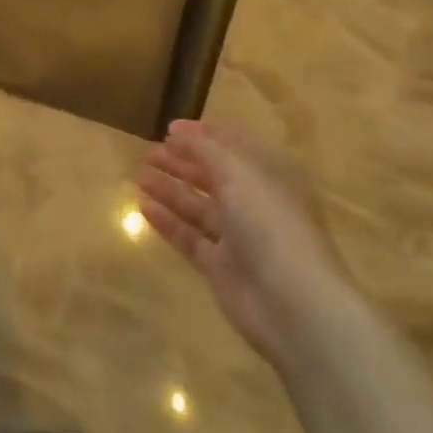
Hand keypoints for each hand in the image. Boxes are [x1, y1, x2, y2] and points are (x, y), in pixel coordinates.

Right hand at [136, 120, 343, 358]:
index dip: (202, 135)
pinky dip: (168, 221)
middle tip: (149, 152)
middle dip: (182, 162)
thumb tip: (176, 132)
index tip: (169, 129)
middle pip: (213, 175)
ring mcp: (238, 237)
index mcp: (269, 175)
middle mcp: (255, 202)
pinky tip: (143, 207)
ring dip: (170, 189)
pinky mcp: (221, 267)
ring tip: (139, 175)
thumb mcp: (238, 172)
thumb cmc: (270, 223)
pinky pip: (190, 237)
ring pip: (198, 206)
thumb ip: (204, 149)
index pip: (233, 146)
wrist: (293, 304)